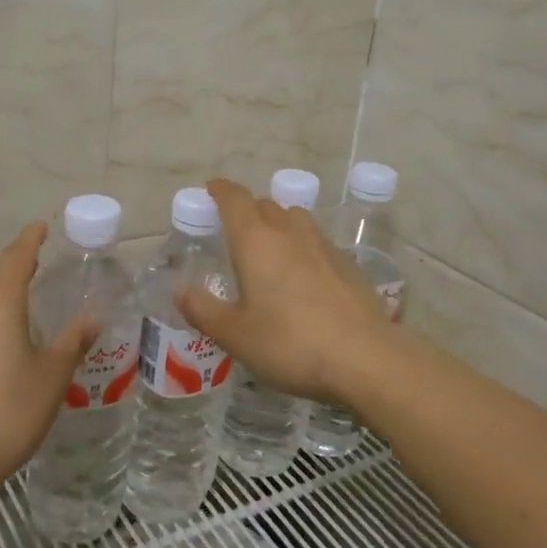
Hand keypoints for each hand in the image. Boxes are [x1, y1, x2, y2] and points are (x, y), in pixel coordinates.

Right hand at [179, 177, 393, 407]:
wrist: (365, 358)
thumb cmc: (290, 343)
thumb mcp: (236, 334)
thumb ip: (204, 310)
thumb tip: (181, 291)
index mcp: (256, 241)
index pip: (235, 199)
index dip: (221, 190)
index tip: (211, 189)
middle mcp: (290, 233)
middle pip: (266, 205)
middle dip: (248, 209)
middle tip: (234, 229)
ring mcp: (324, 247)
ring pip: (296, 219)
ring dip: (279, 224)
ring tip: (269, 247)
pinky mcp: (348, 266)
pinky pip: (318, 243)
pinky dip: (303, 248)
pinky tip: (303, 276)